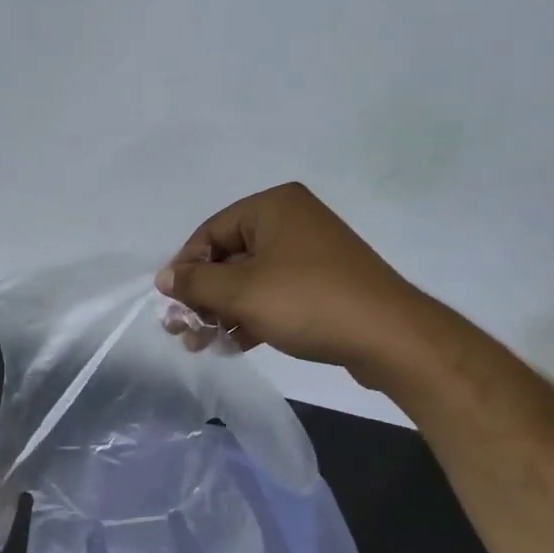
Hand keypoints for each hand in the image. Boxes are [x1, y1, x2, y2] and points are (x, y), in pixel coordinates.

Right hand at [155, 182, 438, 385]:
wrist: (389, 337)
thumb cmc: (308, 302)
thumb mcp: (241, 293)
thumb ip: (195, 284)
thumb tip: (164, 278)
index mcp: (273, 207)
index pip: (210, 232)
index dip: (185, 269)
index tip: (172, 305)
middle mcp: (291, 221)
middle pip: (228, 257)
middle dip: (203, 296)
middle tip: (182, 330)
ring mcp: (309, 253)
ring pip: (249, 280)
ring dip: (222, 312)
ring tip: (202, 345)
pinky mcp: (321, 284)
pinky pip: (273, 294)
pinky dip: (250, 316)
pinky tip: (232, 345)